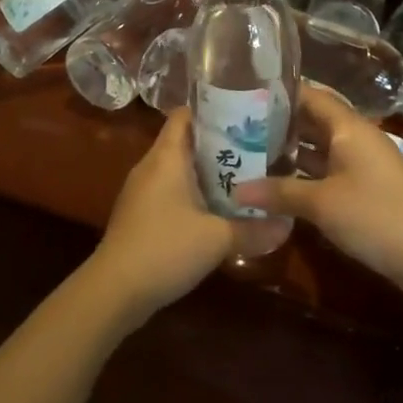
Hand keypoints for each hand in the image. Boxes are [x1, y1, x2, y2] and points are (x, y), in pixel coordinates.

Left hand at [84, 110, 283, 332]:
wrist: (114, 291)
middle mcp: (151, 166)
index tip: (245, 117)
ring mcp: (141, 192)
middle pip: (186, 142)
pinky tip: (217, 213)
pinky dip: (194, 196)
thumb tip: (288, 224)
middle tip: (257, 151)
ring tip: (245, 180)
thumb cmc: (165, 249)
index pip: (185, 115)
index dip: (213, 111)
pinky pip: (171, 193)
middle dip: (220, 146)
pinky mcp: (140, 216)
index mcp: (166, 157)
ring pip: (180, 170)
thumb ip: (254, 229)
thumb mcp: (218, 239)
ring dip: (209, 174)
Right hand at [236, 85, 402, 301]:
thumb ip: (279, 192)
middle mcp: (356, 139)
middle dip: (277, 125)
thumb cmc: (376, 217)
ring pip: (319, 150)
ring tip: (246, 155)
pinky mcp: (365, 189)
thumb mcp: (322, 204)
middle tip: (235, 128)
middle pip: (312, 122)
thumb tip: (235, 191)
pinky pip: (327, 172)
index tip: (243, 93)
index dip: (279, 93)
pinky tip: (276, 186)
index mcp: (349, 128)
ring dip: (289, 153)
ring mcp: (362, 165)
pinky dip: (304, 176)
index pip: (311, 96)